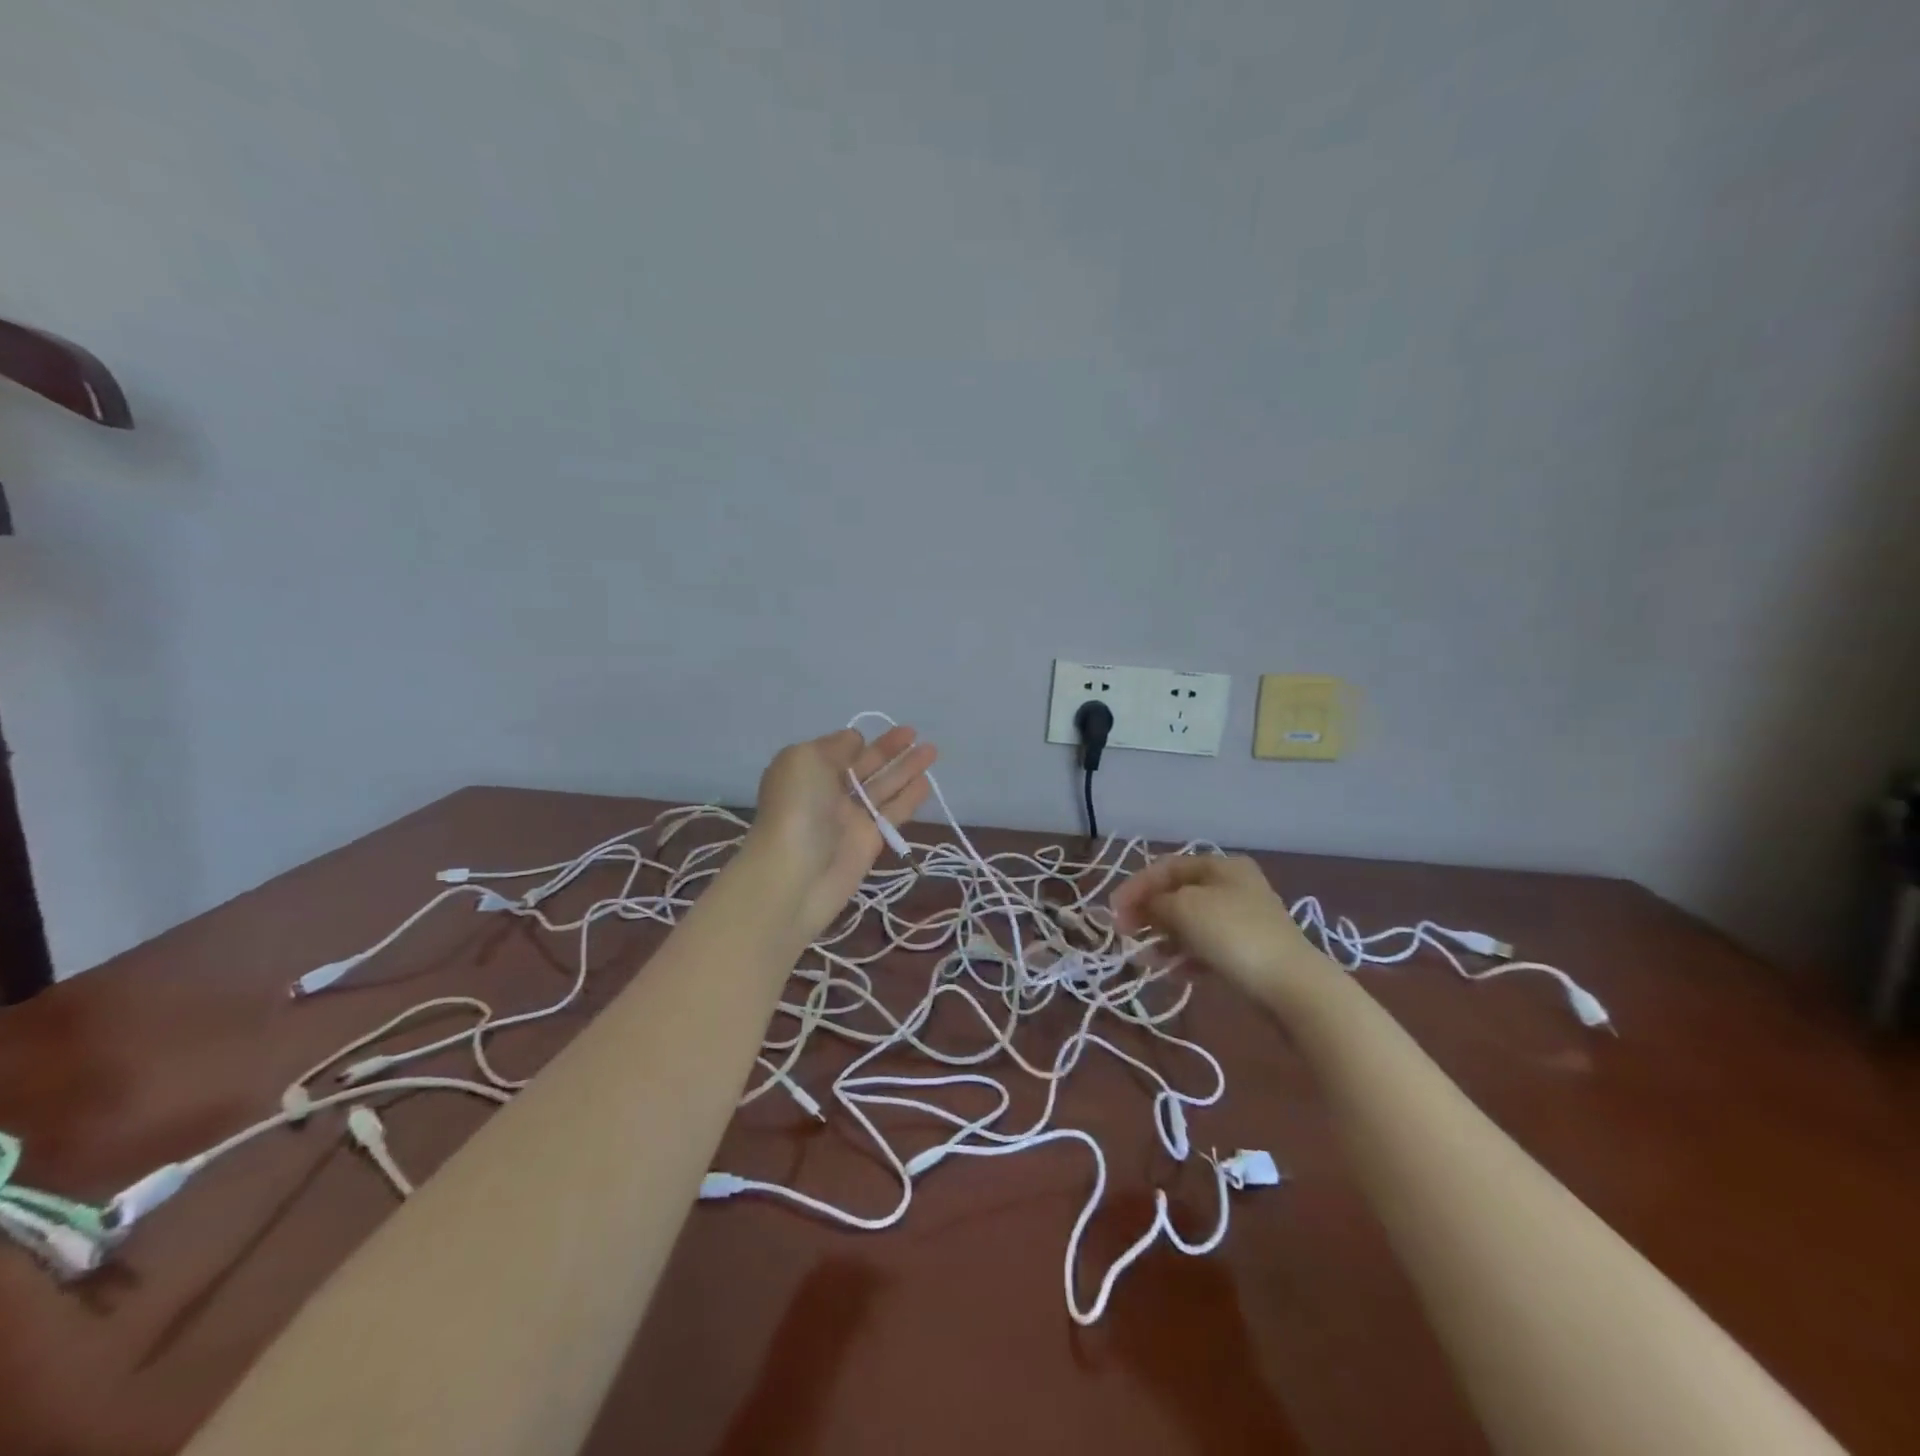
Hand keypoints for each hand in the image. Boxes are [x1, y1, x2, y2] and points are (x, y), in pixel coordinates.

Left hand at [742, 724, 936, 940]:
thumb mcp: (805, 759)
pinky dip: (909, 798)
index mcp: (807, 770)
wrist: (795, 875)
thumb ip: (835, 745)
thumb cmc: (797, 808)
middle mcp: (828, 792)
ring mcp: (850, 818)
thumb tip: (855, 741)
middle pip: (863, 765)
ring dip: (906, 768)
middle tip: (914, 733)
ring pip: (883, 787)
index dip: (856, 740)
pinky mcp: (869, 841)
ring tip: (931, 750)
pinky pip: (892, 814)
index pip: (837, 749)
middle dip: (888, 749)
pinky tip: (926, 783)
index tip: (873, 732)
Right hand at [1111, 854, 1341, 1017]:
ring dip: (1164, 938)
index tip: (1113, 912)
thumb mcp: (1184, 908)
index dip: (1136, 886)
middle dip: (1149, 913)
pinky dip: (1186, 956)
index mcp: (1221, 865)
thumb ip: (1156, 902)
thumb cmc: (1232, 934)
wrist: (1291, 986)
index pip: (1166, 867)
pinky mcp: (1248, 951)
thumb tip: (1145, 907)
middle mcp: (1233, 886)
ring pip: (1190, 923)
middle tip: (1126, 934)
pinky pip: (1206, 947)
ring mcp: (1243, 920)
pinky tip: (1173, 972)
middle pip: (1178, 894)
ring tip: (1147, 958)